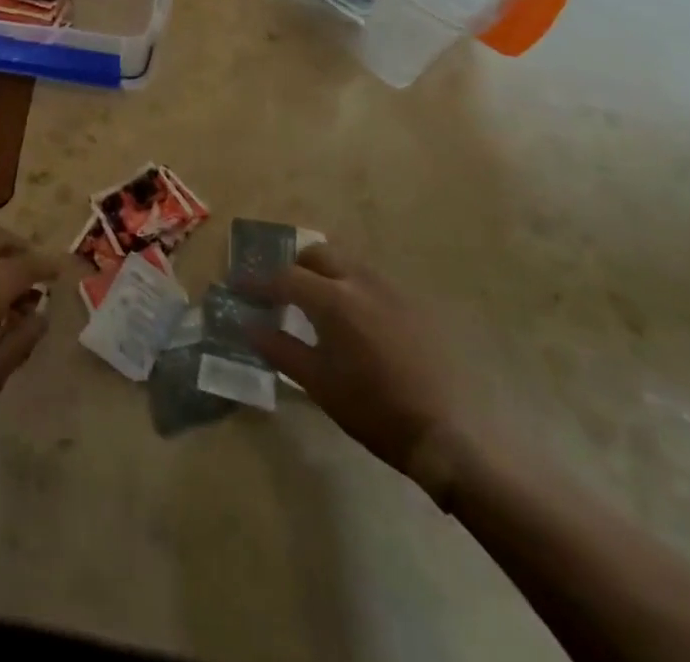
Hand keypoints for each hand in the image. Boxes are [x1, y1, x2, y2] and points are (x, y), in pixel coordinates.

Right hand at [248, 243, 474, 496]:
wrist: (450, 434)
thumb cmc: (375, 410)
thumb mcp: (319, 384)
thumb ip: (280, 349)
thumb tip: (248, 325)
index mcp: (333, 299)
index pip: (284, 277)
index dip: (258, 282)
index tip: (239, 288)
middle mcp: (360, 281)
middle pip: (317, 254)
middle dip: (294, 267)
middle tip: (280, 293)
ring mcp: (391, 290)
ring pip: (347, 264)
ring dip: (324, 274)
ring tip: (315, 305)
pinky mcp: (414, 305)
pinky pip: (371, 282)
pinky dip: (351, 288)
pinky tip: (354, 321)